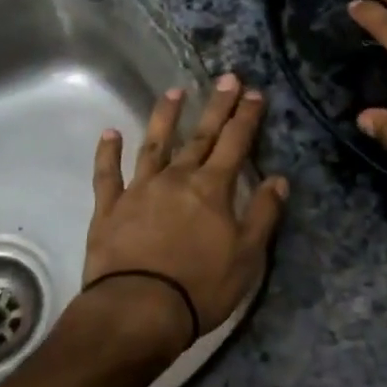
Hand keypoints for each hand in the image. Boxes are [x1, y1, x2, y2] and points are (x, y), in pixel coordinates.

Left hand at [81, 75, 287, 350]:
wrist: (138, 309)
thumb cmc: (200, 286)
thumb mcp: (247, 256)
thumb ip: (263, 214)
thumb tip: (279, 179)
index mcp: (212, 188)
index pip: (235, 143)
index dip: (246, 117)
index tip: (254, 92)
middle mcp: (177, 178)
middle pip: (201, 136)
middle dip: (216, 106)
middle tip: (227, 78)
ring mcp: (140, 190)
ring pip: (154, 144)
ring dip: (166, 117)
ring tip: (175, 91)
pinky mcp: (110, 208)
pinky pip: (108, 174)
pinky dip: (108, 152)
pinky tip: (110, 133)